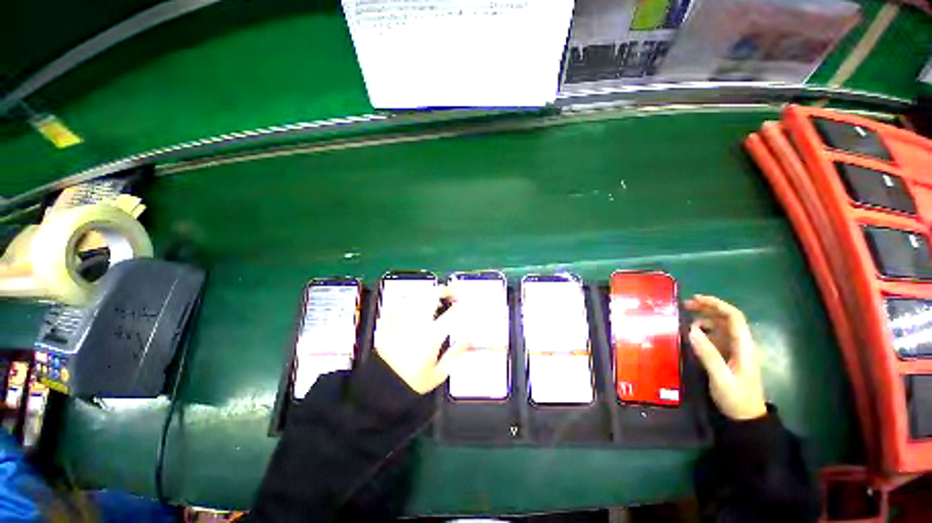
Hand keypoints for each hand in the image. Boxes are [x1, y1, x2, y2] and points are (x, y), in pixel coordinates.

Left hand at [375, 287, 468, 393]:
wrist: (381, 387)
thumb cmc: (410, 382)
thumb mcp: (438, 374)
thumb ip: (455, 355)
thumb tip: (466, 342)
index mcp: (431, 335)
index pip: (451, 313)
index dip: (461, 306)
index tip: (463, 305)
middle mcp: (417, 323)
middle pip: (432, 296)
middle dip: (444, 290)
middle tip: (450, 292)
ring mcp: (401, 321)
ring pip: (415, 296)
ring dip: (426, 292)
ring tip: (432, 294)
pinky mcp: (388, 324)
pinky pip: (397, 303)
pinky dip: (405, 299)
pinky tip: (409, 300)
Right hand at [685, 295, 766, 420]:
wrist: (747, 418)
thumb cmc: (736, 398)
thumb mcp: (721, 377)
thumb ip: (708, 354)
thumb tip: (691, 329)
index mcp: (744, 346)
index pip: (734, 317)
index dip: (717, 305)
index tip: (696, 298)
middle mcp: (742, 344)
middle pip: (727, 319)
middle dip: (708, 309)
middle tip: (685, 306)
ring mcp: (736, 351)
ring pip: (721, 327)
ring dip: (705, 319)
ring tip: (685, 319)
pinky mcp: (729, 357)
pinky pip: (717, 338)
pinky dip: (704, 331)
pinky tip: (693, 334)